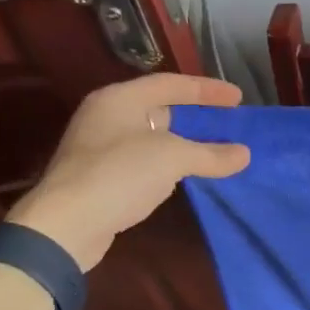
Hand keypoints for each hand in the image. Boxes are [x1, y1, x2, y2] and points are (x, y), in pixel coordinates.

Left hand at [7, 73, 249, 268]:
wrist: (65, 226)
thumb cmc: (119, 175)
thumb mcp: (172, 158)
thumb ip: (211, 154)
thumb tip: (244, 154)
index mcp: (120, 99)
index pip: (171, 84)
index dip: (207, 90)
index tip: (238, 98)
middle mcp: (106, 116)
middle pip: (159, 107)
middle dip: (195, 115)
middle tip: (226, 122)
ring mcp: (99, 147)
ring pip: (151, 136)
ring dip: (182, 142)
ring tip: (212, 149)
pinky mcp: (99, 176)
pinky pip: (142, 160)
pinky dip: (167, 164)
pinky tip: (184, 176)